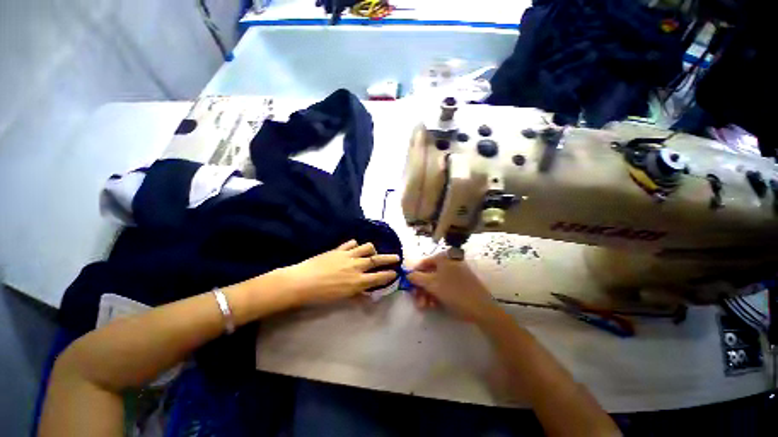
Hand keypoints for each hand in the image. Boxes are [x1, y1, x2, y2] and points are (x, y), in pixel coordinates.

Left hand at [281, 240, 398, 304]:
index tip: (395, 273)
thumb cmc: (321, 295)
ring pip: (367, 247)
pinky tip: (354, 247)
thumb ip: (356, 294)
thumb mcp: (341, 298)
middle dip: (389, 258)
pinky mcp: (339, 249)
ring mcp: (348, 255)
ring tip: (372, 253)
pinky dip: (356, 245)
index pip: (379, 277)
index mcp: (358, 281)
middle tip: (397, 257)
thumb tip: (366, 294)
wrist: (302, 282)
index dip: (389, 275)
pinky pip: (352, 243)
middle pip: (377, 259)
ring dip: (372, 250)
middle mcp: (357, 266)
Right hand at [407, 254, 500, 323]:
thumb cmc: (454, 293)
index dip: (414, 275)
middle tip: (417, 301)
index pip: (423, 264)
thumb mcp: (432, 284)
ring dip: (428, 294)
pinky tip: (434, 305)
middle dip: (421, 289)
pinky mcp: (461, 283)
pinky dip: (437, 295)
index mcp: (443, 258)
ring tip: (425, 306)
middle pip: (429, 274)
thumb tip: (407, 274)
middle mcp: (449, 262)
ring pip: (436, 282)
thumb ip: (417, 278)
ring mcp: (456, 272)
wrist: (482, 309)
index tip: (409, 287)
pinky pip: (445, 286)